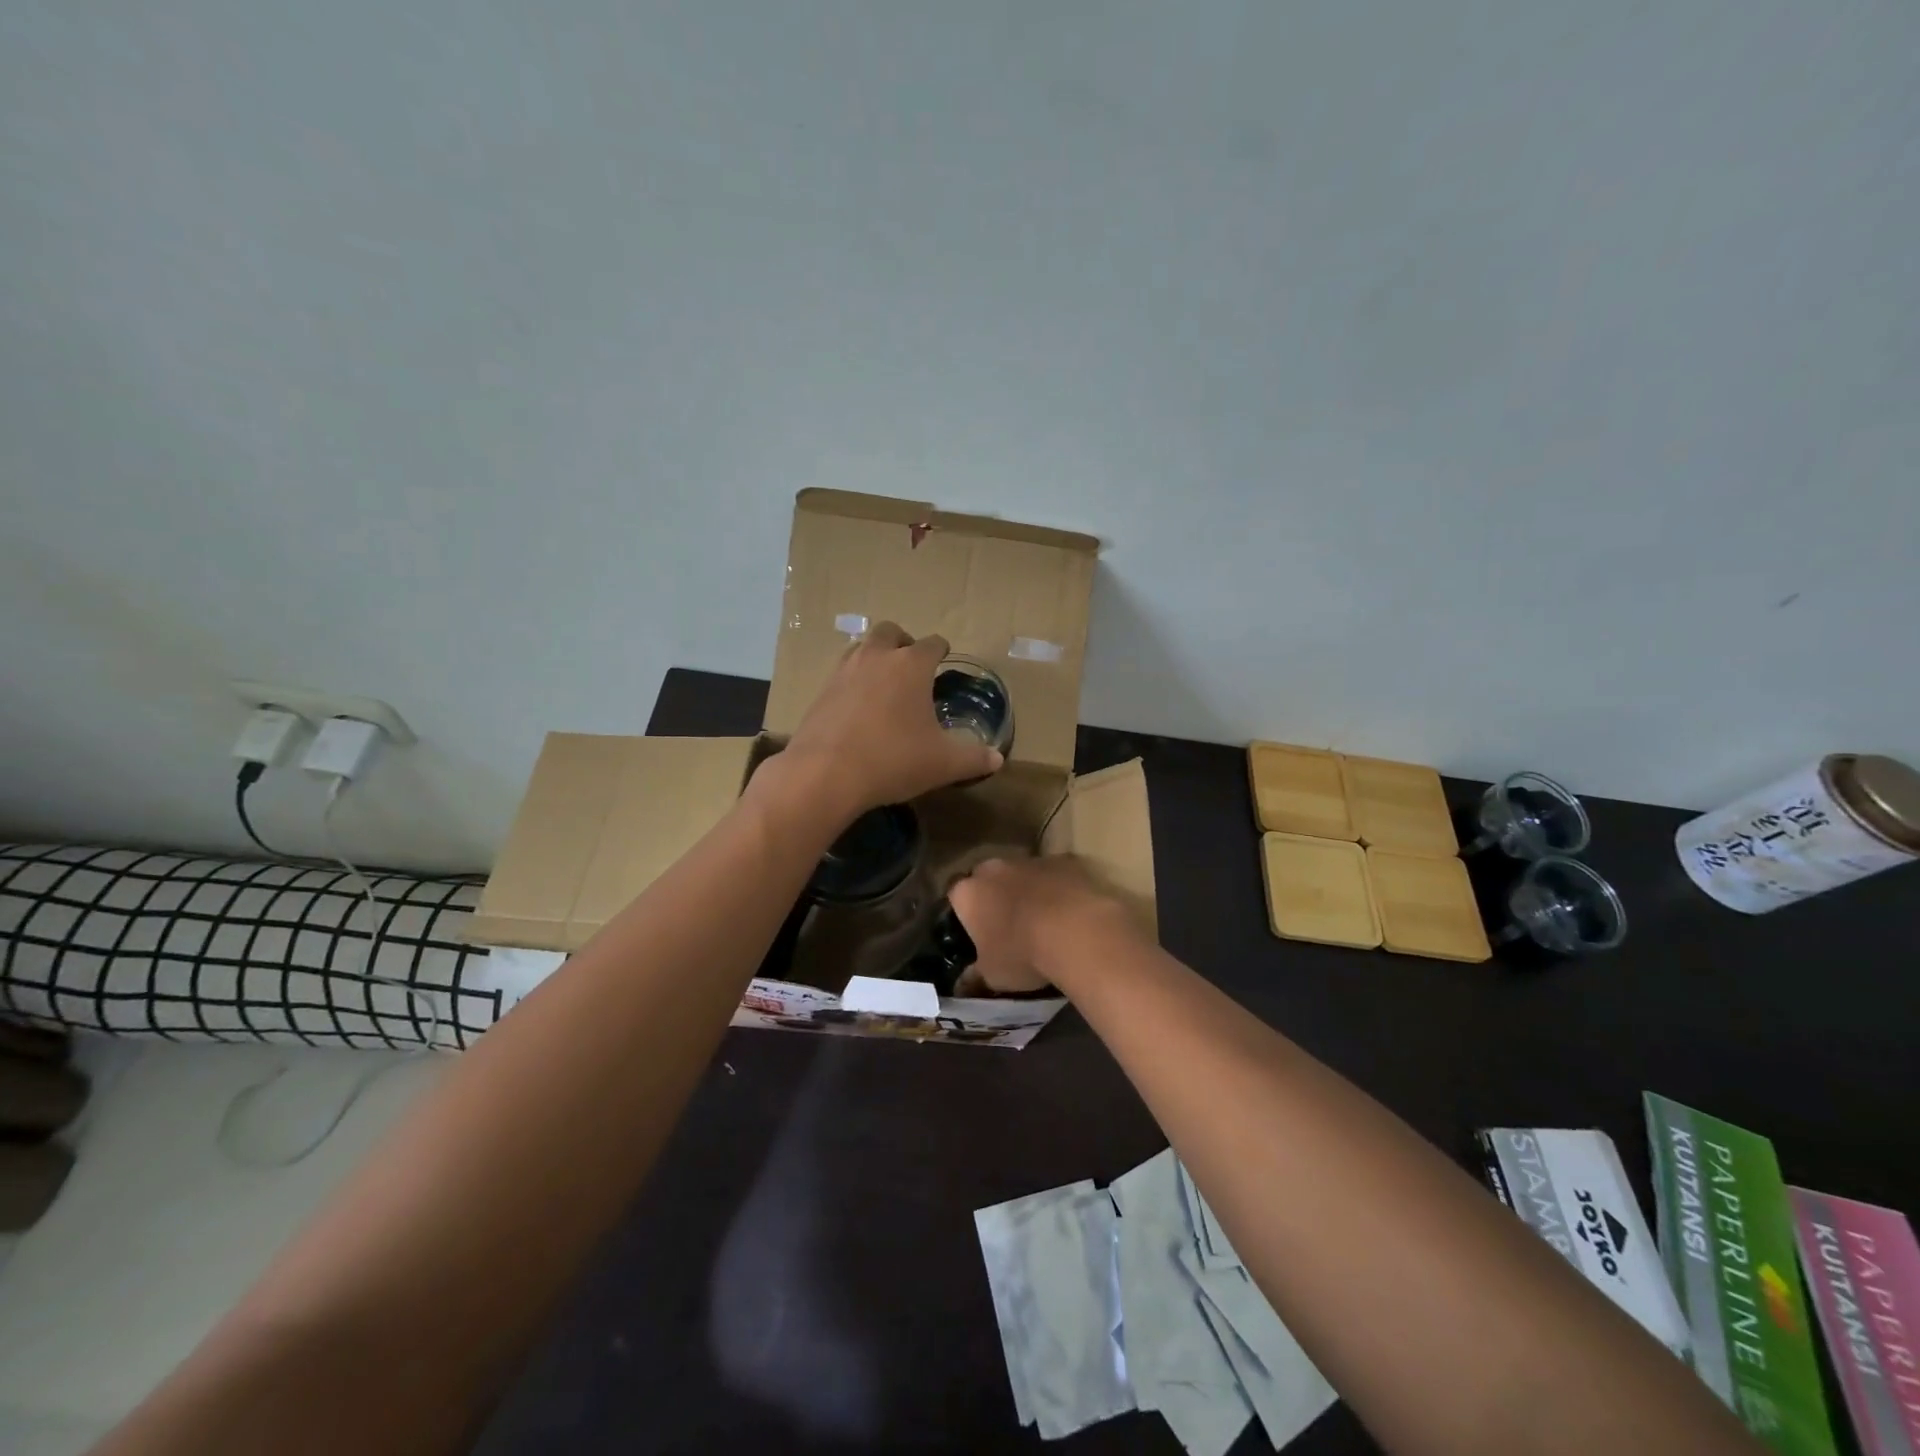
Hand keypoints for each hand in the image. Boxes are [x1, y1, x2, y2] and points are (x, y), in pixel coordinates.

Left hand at [779, 621, 1001, 818]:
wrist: (826, 774)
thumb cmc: (893, 759)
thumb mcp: (943, 764)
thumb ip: (973, 758)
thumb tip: (997, 759)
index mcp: (911, 665)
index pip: (932, 644)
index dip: (941, 650)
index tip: (944, 658)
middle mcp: (876, 657)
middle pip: (890, 632)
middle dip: (903, 642)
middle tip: (911, 664)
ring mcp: (844, 671)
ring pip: (861, 648)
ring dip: (875, 657)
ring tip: (884, 682)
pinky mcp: (821, 692)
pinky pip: (842, 674)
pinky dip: (853, 682)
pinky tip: (858, 707)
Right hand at [949, 856, 1134, 994]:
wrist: (1076, 931)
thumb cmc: (1022, 954)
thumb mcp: (992, 976)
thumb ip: (975, 975)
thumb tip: (964, 982)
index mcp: (968, 893)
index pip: (955, 897)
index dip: (965, 915)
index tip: (976, 934)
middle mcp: (994, 868)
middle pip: (988, 879)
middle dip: (995, 896)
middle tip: (1008, 925)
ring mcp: (1030, 860)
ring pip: (1022, 873)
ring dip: (1027, 891)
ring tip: (1042, 920)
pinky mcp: (1064, 861)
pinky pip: (1055, 874)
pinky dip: (1057, 888)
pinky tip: (1070, 911)